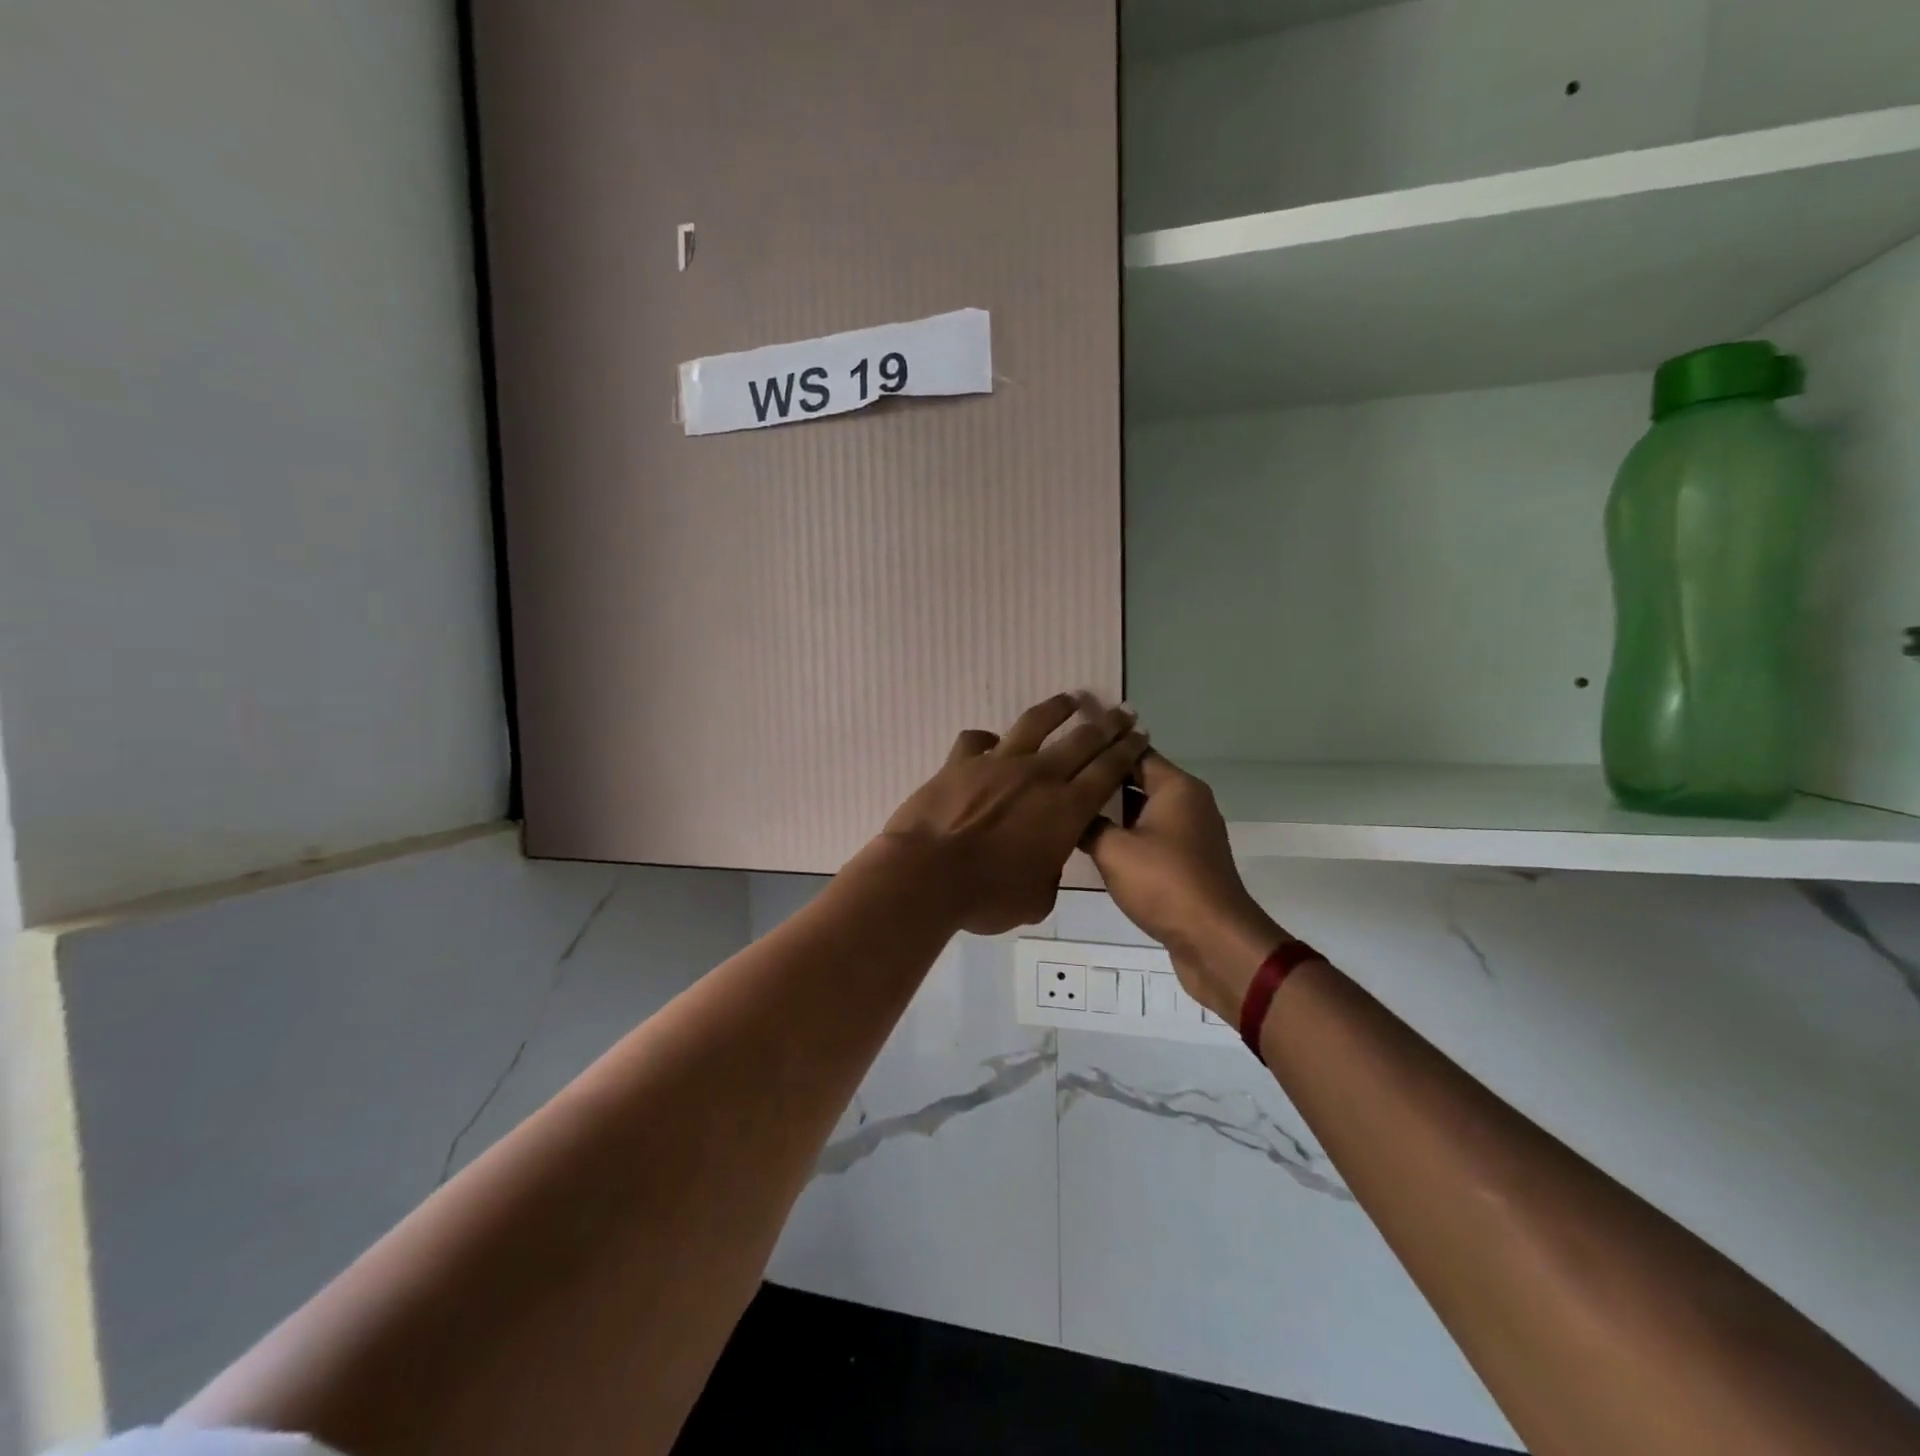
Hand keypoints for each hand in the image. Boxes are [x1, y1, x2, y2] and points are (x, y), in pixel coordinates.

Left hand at [881, 694, 1149, 935]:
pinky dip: (987, 738)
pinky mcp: (960, 762)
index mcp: (1067, 809)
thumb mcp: (1035, 899)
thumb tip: (1046, 861)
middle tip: (1123, 712)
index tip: (1140, 735)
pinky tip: (991, 740)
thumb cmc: (987, 896)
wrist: (927, 874)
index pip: (1107, 771)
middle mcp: (1038, 776)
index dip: (1127, 751)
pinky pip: (977, 740)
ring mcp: (998, 763)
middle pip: (1082, 740)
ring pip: (1035, 724)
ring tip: (1073, 699)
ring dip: (1058, 709)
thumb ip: (1050, 874)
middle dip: (1108, 725)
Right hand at [1082, 752, 1288, 1019]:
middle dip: (1103, 781)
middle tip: (1060, 780)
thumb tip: (1067, 812)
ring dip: (1113, 812)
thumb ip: (1087, 824)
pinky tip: (1095, 844)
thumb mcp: (1112, 850)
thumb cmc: (1164, 882)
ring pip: (1144, 810)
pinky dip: (1127, 836)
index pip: (1133, 751)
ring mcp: (1191, 832)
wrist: (1214, 939)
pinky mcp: (1188, 860)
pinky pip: (1152, 836)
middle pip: (1139, 779)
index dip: (1101, 747)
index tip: (1067, 747)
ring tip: (1070, 809)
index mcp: (1176, 786)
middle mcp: (1188, 801)